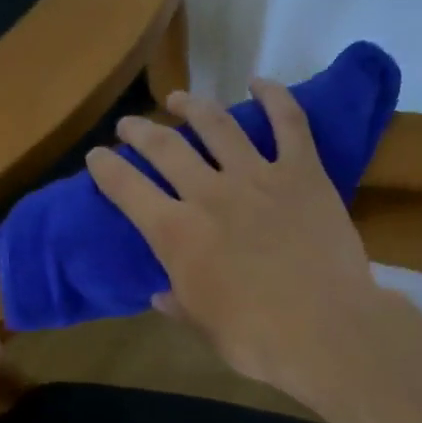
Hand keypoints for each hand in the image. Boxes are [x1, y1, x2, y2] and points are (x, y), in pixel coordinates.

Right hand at [87, 82, 385, 401]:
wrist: (324, 330)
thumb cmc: (256, 339)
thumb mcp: (204, 326)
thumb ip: (179, 302)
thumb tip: (162, 294)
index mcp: (176, 234)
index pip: (127, 190)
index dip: (106, 169)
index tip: (97, 157)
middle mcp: (209, 194)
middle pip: (165, 148)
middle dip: (140, 131)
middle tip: (130, 125)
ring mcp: (258, 177)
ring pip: (217, 125)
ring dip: (193, 106)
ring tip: (180, 99)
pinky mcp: (303, 173)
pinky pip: (289, 123)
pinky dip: (274, 97)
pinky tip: (259, 83)